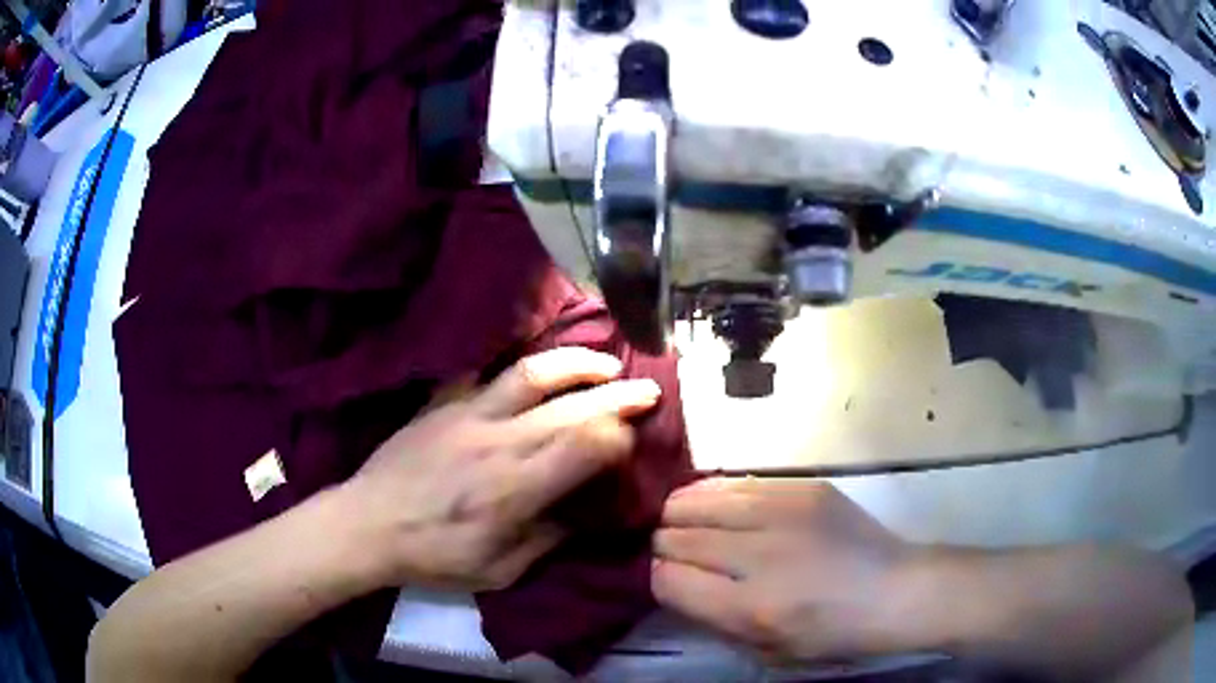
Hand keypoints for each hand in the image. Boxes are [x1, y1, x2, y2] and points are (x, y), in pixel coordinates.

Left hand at [338, 347, 660, 591]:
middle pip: (573, 405)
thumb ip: (547, 540)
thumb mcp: (499, 571)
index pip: (588, 444)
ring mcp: (469, 414)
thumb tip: (582, 514)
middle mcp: (500, 441)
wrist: (367, 524)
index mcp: (517, 487)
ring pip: (533, 373)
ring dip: (576, 363)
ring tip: (605, 363)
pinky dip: (516, 366)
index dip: (620, 437)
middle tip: (648, 389)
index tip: (632, 441)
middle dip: (619, 394)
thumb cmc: (434, 556)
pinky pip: (484, 372)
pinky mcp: (443, 403)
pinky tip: (534, 366)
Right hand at [652, 479, 913, 662]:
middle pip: (676, 536)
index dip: (656, 578)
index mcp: (751, 606)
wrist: (893, 589)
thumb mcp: (767, 651)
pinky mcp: (802, 487)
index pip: (668, 579)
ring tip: (681, 523)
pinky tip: (712, 503)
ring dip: (680, 515)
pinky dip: (713, 494)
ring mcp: (783, 512)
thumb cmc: (831, 634)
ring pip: (698, 501)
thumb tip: (675, 583)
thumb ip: (713, 620)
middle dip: (662, 545)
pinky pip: (736, 483)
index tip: (664, 579)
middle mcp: (760, 554)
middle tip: (670, 552)